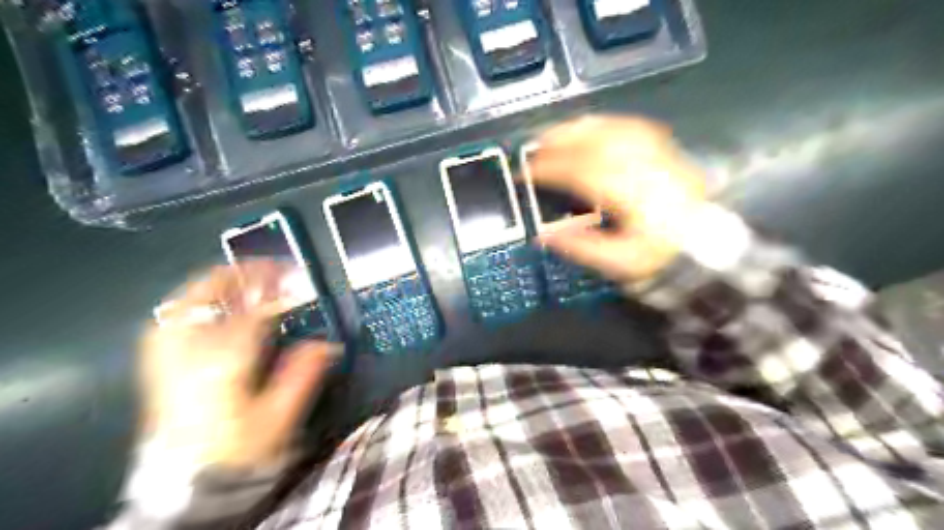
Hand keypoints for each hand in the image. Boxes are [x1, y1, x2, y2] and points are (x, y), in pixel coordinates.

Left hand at [142, 263, 341, 469]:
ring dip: (222, 282)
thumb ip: (303, 374)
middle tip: (274, 269)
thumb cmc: (237, 452)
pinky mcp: (157, 361)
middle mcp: (186, 351)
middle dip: (245, 273)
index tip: (298, 281)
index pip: (251, 311)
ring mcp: (165, 354)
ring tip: (251, 280)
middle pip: (209, 292)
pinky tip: (218, 303)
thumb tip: (328, 343)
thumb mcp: (279, 417)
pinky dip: (200, 299)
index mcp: (221, 364)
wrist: (185, 486)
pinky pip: (174, 315)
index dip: (277, 290)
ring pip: (188, 298)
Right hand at [529, 114, 708, 280]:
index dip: (551, 169)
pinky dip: (605, 124)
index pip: (584, 173)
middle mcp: (647, 168)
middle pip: (598, 143)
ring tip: (554, 134)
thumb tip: (543, 234)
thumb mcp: (619, 263)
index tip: (526, 172)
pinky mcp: (667, 151)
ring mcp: (660, 155)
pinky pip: (632, 127)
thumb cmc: (662, 258)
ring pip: (614, 128)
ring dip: (579, 128)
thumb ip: (580, 247)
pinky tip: (589, 129)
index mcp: (634, 198)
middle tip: (534, 148)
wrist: (709, 249)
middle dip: (560, 142)